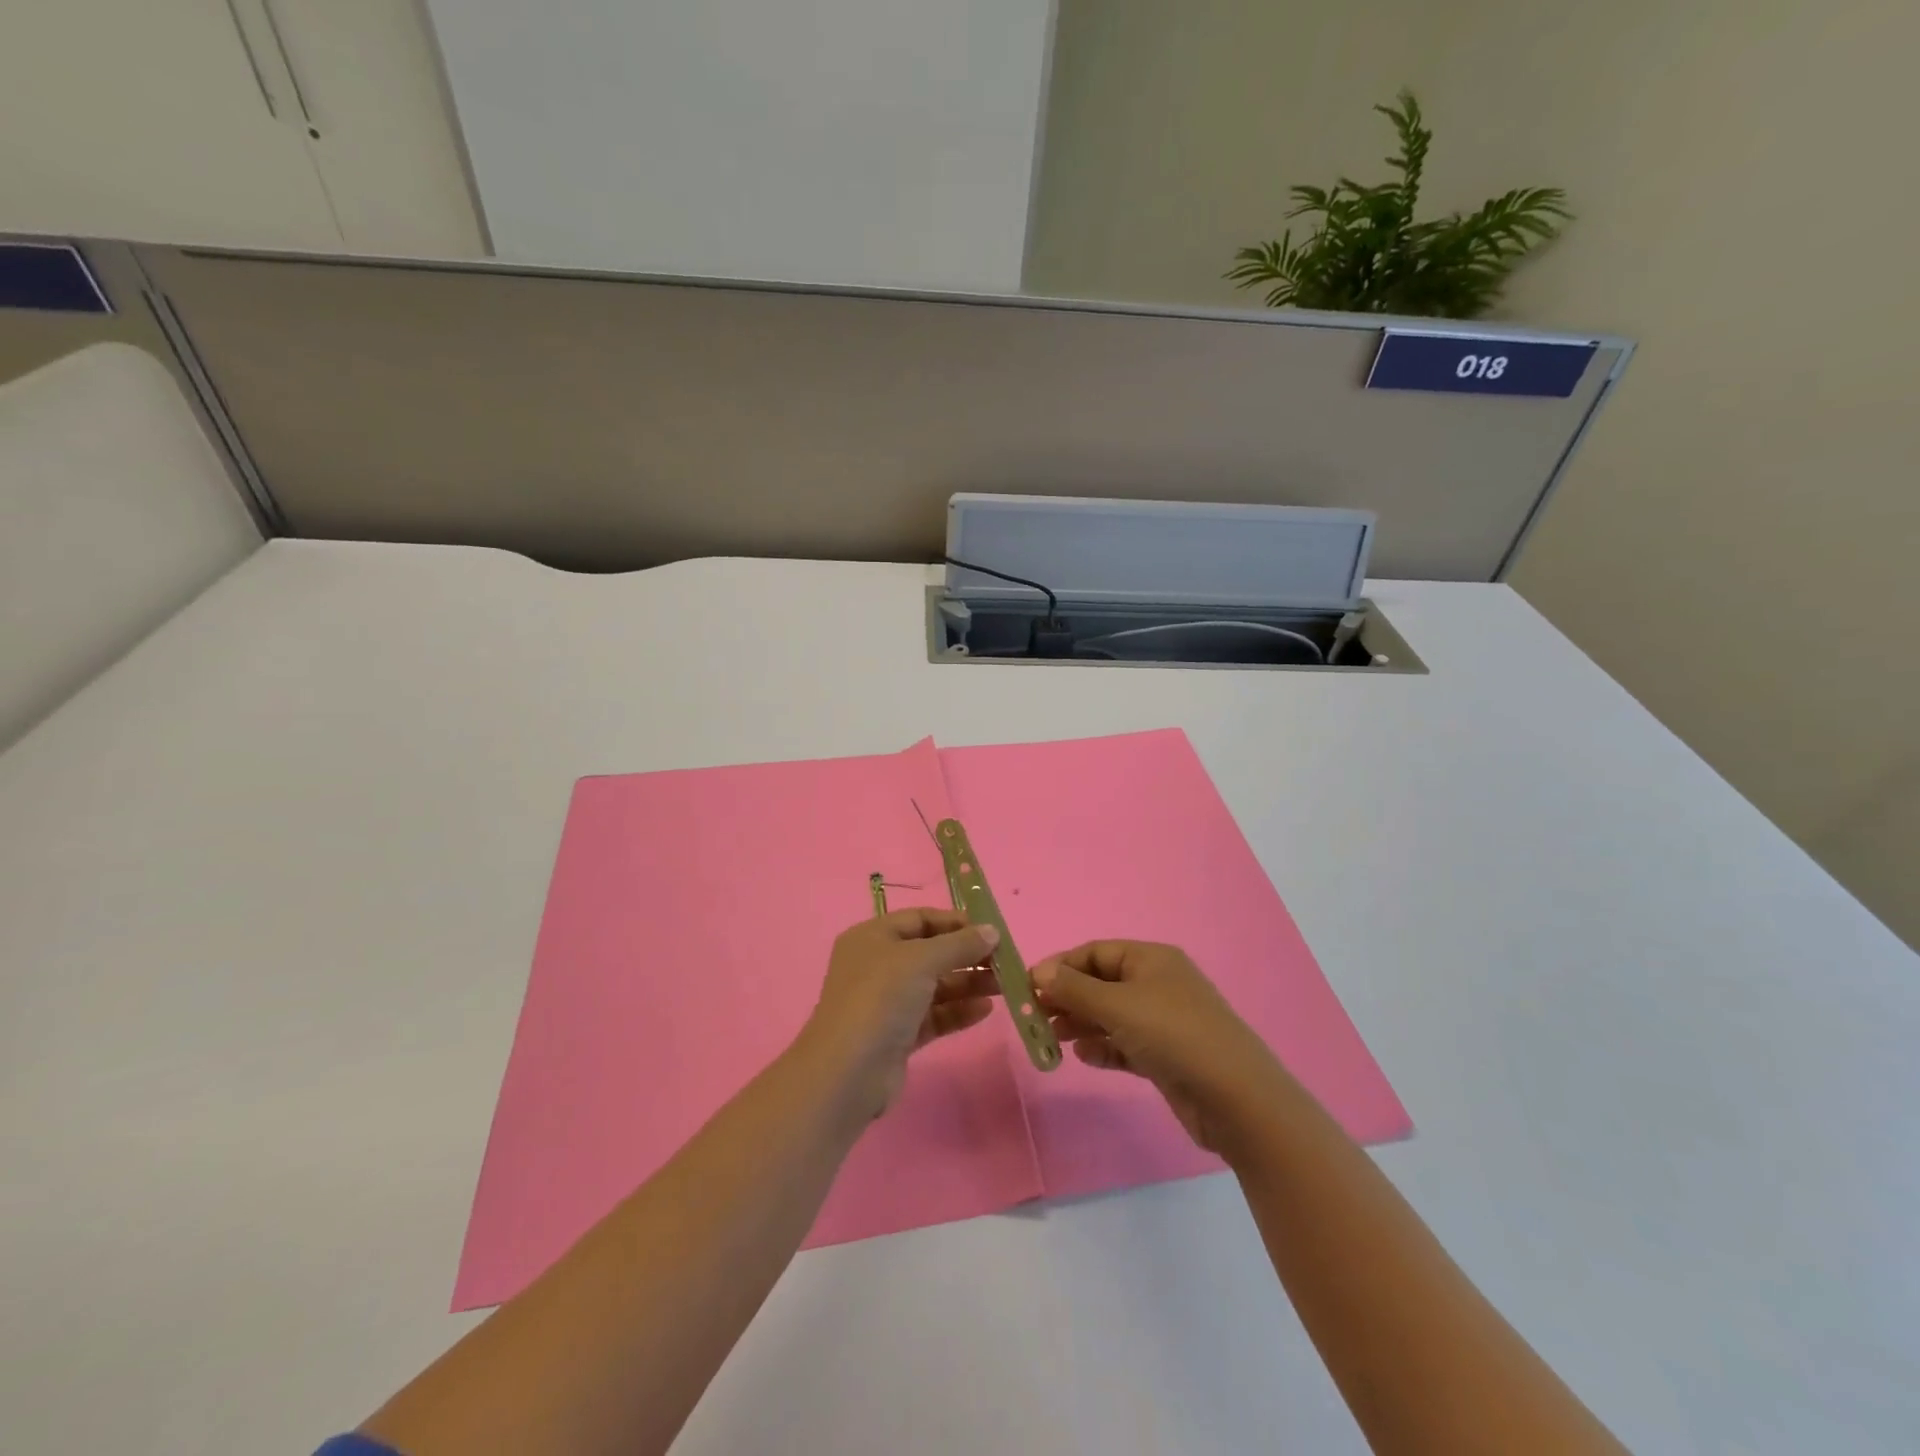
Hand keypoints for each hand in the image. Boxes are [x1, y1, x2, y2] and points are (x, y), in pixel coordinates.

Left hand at [799, 908, 1001, 1120]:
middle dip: (967, 955)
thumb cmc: (880, 999)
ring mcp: (886, 1002)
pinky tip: (986, 1010)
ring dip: (968, 983)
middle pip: (930, 953)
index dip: (955, 922)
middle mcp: (877, 965)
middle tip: (1005, 961)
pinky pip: (934, 1015)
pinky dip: (958, 1011)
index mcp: (872, 937)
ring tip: (1004, 985)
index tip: (990, 931)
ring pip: (934, 986)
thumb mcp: (921, 960)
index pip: (920, 919)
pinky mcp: (897, 1035)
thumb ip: (959, 944)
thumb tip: (992, 931)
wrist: (848, 1073)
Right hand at [1032, 941, 1281, 1155]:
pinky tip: (1083, 1057)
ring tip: (1051, 1038)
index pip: (1094, 953)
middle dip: (1067, 997)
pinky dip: (1102, 1048)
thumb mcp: (1117, 1005)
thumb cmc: (1173, 1035)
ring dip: (1080, 1024)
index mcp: (1150, 959)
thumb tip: (1039, 972)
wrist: (1236, 1098)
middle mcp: (1156, 984)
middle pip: (1100, 983)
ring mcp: (1162, 1021)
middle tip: (1034, 1017)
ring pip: (1110, 1015)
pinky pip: (1124, 1044)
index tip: (1029, 987)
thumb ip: (1074, 989)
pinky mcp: (1165, 1056)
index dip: (1061, 966)